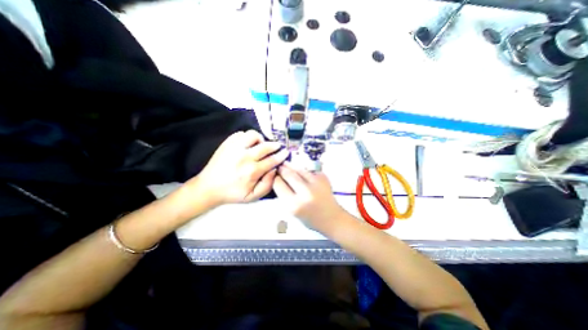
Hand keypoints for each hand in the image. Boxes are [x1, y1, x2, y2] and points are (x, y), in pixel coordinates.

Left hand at [180, 130, 288, 209]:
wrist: (209, 187)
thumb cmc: (233, 193)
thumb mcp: (253, 196)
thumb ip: (267, 185)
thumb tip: (274, 169)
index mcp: (252, 171)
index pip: (272, 160)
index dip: (281, 155)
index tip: (286, 152)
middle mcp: (244, 157)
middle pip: (266, 146)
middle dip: (275, 145)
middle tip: (278, 147)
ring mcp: (234, 148)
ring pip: (253, 135)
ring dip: (260, 139)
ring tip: (260, 145)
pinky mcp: (226, 143)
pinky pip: (241, 134)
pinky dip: (247, 138)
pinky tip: (248, 145)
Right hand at [273, 163, 345, 234]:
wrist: (331, 218)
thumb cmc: (309, 218)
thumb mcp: (292, 211)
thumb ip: (284, 195)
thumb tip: (278, 179)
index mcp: (294, 204)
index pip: (279, 185)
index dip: (275, 179)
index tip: (274, 176)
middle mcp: (305, 193)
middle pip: (288, 174)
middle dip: (282, 169)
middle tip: (279, 167)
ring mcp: (316, 184)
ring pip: (299, 169)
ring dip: (291, 166)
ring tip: (286, 164)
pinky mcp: (323, 178)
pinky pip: (309, 170)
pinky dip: (303, 170)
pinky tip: (300, 171)